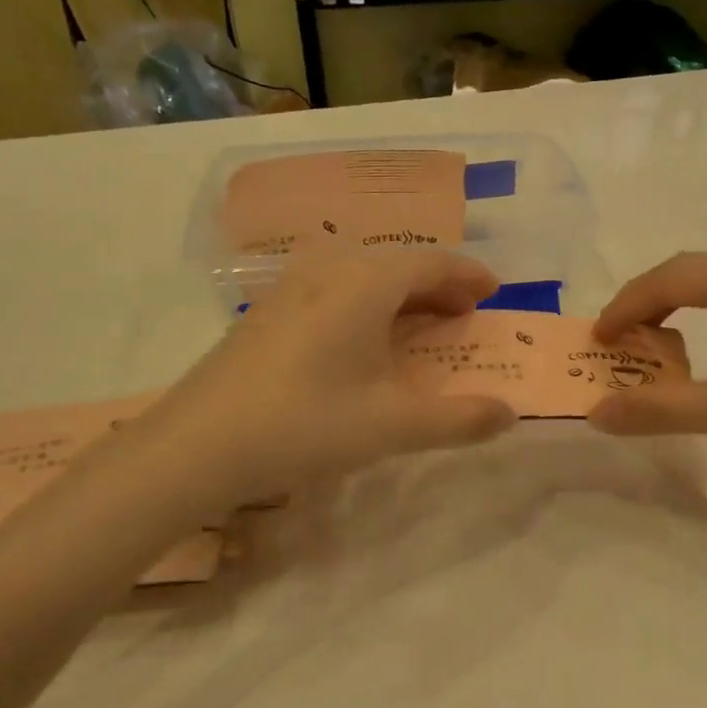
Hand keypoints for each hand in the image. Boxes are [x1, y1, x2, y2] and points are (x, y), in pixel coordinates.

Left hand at [143, 249, 515, 506]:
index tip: (493, 291)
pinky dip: (364, 303)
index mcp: (366, 284)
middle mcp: (329, 270)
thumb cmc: (306, 424)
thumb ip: (458, 420)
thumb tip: (509, 414)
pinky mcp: (266, 310)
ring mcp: (290, 287)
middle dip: (437, 285)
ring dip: (399, 294)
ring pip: (361, 274)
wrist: (197, 445)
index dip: (468, 275)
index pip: (432, 263)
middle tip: (462, 314)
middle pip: (397, 263)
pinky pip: (332, 289)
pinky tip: (359, 339)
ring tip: (417, 325)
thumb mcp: (392, 426)